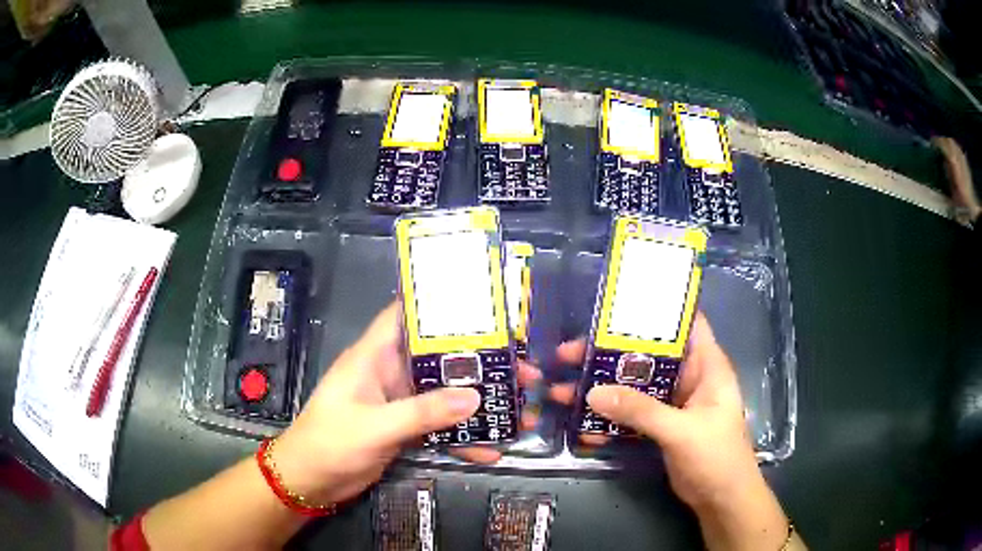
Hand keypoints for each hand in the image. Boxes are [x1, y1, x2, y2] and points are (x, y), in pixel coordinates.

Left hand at [270, 302, 540, 505]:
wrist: (310, 482)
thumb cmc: (330, 442)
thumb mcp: (375, 426)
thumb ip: (422, 413)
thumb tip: (475, 397)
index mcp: (373, 356)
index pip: (404, 315)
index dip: (437, 305)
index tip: (482, 305)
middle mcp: (389, 374)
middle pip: (438, 358)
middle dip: (477, 362)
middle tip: (521, 367)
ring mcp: (398, 403)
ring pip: (444, 394)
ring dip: (477, 402)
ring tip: (518, 407)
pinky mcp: (403, 429)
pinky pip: (439, 427)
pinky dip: (462, 437)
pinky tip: (491, 448)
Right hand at [549, 314, 792, 549]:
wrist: (721, 499)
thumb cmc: (716, 457)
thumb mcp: (681, 431)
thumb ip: (641, 411)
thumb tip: (593, 393)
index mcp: (706, 365)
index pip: (685, 322)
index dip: (655, 308)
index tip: (615, 305)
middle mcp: (689, 377)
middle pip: (648, 354)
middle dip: (610, 353)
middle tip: (568, 354)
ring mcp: (673, 402)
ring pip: (635, 385)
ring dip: (603, 387)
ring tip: (563, 389)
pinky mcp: (661, 425)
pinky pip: (632, 412)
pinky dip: (610, 415)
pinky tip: (581, 423)